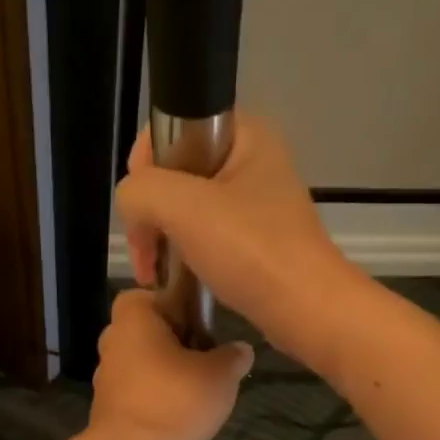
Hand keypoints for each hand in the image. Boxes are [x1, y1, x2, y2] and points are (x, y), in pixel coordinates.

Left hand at [90, 290, 252, 439]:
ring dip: (168, 374)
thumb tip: (241, 349)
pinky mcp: (110, 411)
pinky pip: (140, 395)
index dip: (175, 304)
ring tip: (202, 392)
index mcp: (133, 319)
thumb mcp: (221, 373)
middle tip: (207, 357)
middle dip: (176, 343)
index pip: (148, 295)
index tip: (200, 324)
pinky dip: (159, 401)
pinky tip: (184, 417)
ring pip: (144, 365)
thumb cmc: (177, 399)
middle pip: (148, 332)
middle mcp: (114, 343)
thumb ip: (233, 356)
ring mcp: (107, 379)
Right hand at [114, 114, 360, 358]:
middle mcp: (253, 160)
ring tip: (154, 272)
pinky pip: (205, 235)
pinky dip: (185, 254)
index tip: (143, 210)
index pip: (171, 130)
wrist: (306, 310)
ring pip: (187, 208)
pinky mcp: (255, 239)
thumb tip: (133, 207)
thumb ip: (140, 191)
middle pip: (175, 172)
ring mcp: (256, 203)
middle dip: (151, 211)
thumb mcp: (182, 207)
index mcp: (245, 134)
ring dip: (164, 237)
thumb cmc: (250, 250)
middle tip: (146, 252)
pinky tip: (176, 278)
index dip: (145, 169)